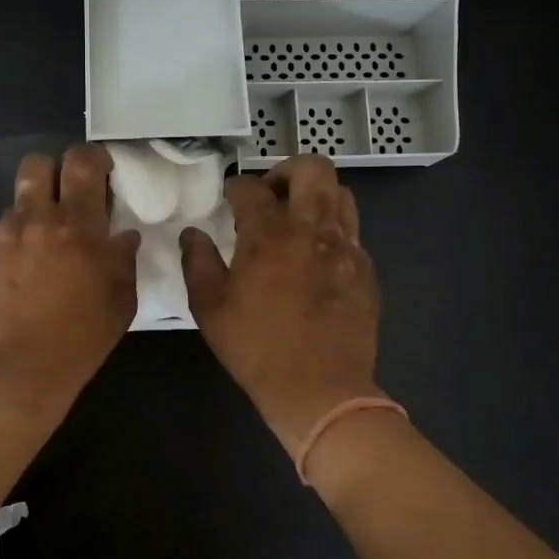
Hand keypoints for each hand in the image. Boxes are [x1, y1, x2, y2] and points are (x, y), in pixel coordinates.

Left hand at [0, 144, 140, 409]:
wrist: (14, 374)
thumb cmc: (78, 341)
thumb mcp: (121, 303)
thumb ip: (124, 260)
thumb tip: (121, 236)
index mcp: (77, 226)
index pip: (81, 162)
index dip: (92, 157)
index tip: (99, 172)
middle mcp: (34, 220)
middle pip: (36, 164)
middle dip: (53, 173)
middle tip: (65, 199)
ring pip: (15, 203)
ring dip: (32, 215)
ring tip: (40, 251)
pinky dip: (11, 246)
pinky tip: (17, 278)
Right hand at [180, 154, 382, 456]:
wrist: (320, 389)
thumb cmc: (256, 349)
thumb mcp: (209, 308)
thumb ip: (197, 262)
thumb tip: (193, 233)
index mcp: (269, 235)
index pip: (251, 188)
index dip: (235, 186)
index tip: (228, 196)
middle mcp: (312, 230)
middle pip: (313, 169)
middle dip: (286, 170)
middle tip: (270, 194)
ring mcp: (346, 248)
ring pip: (341, 193)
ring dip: (316, 194)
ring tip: (297, 217)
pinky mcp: (366, 270)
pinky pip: (353, 230)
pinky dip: (333, 228)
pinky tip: (316, 255)